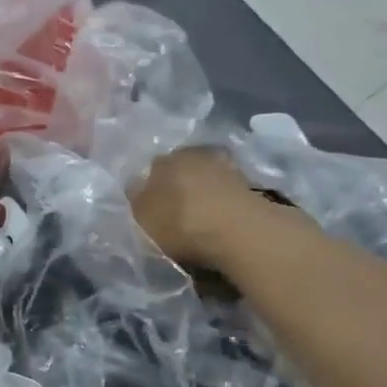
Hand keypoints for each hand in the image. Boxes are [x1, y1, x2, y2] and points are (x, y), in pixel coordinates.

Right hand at [129, 147, 258, 269]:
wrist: (240, 232)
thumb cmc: (181, 222)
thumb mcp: (142, 217)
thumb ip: (136, 199)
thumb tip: (136, 186)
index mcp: (164, 159)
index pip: (151, 169)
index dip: (149, 189)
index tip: (150, 208)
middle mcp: (195, 154)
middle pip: (180, 171)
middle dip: (177, 188)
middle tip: (173, 214)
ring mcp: (226, 167)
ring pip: (204, 181)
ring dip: (201, 196)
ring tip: (198, 221)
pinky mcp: (250, 185)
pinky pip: (225, 194)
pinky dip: (220, 205)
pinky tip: (217, 223)